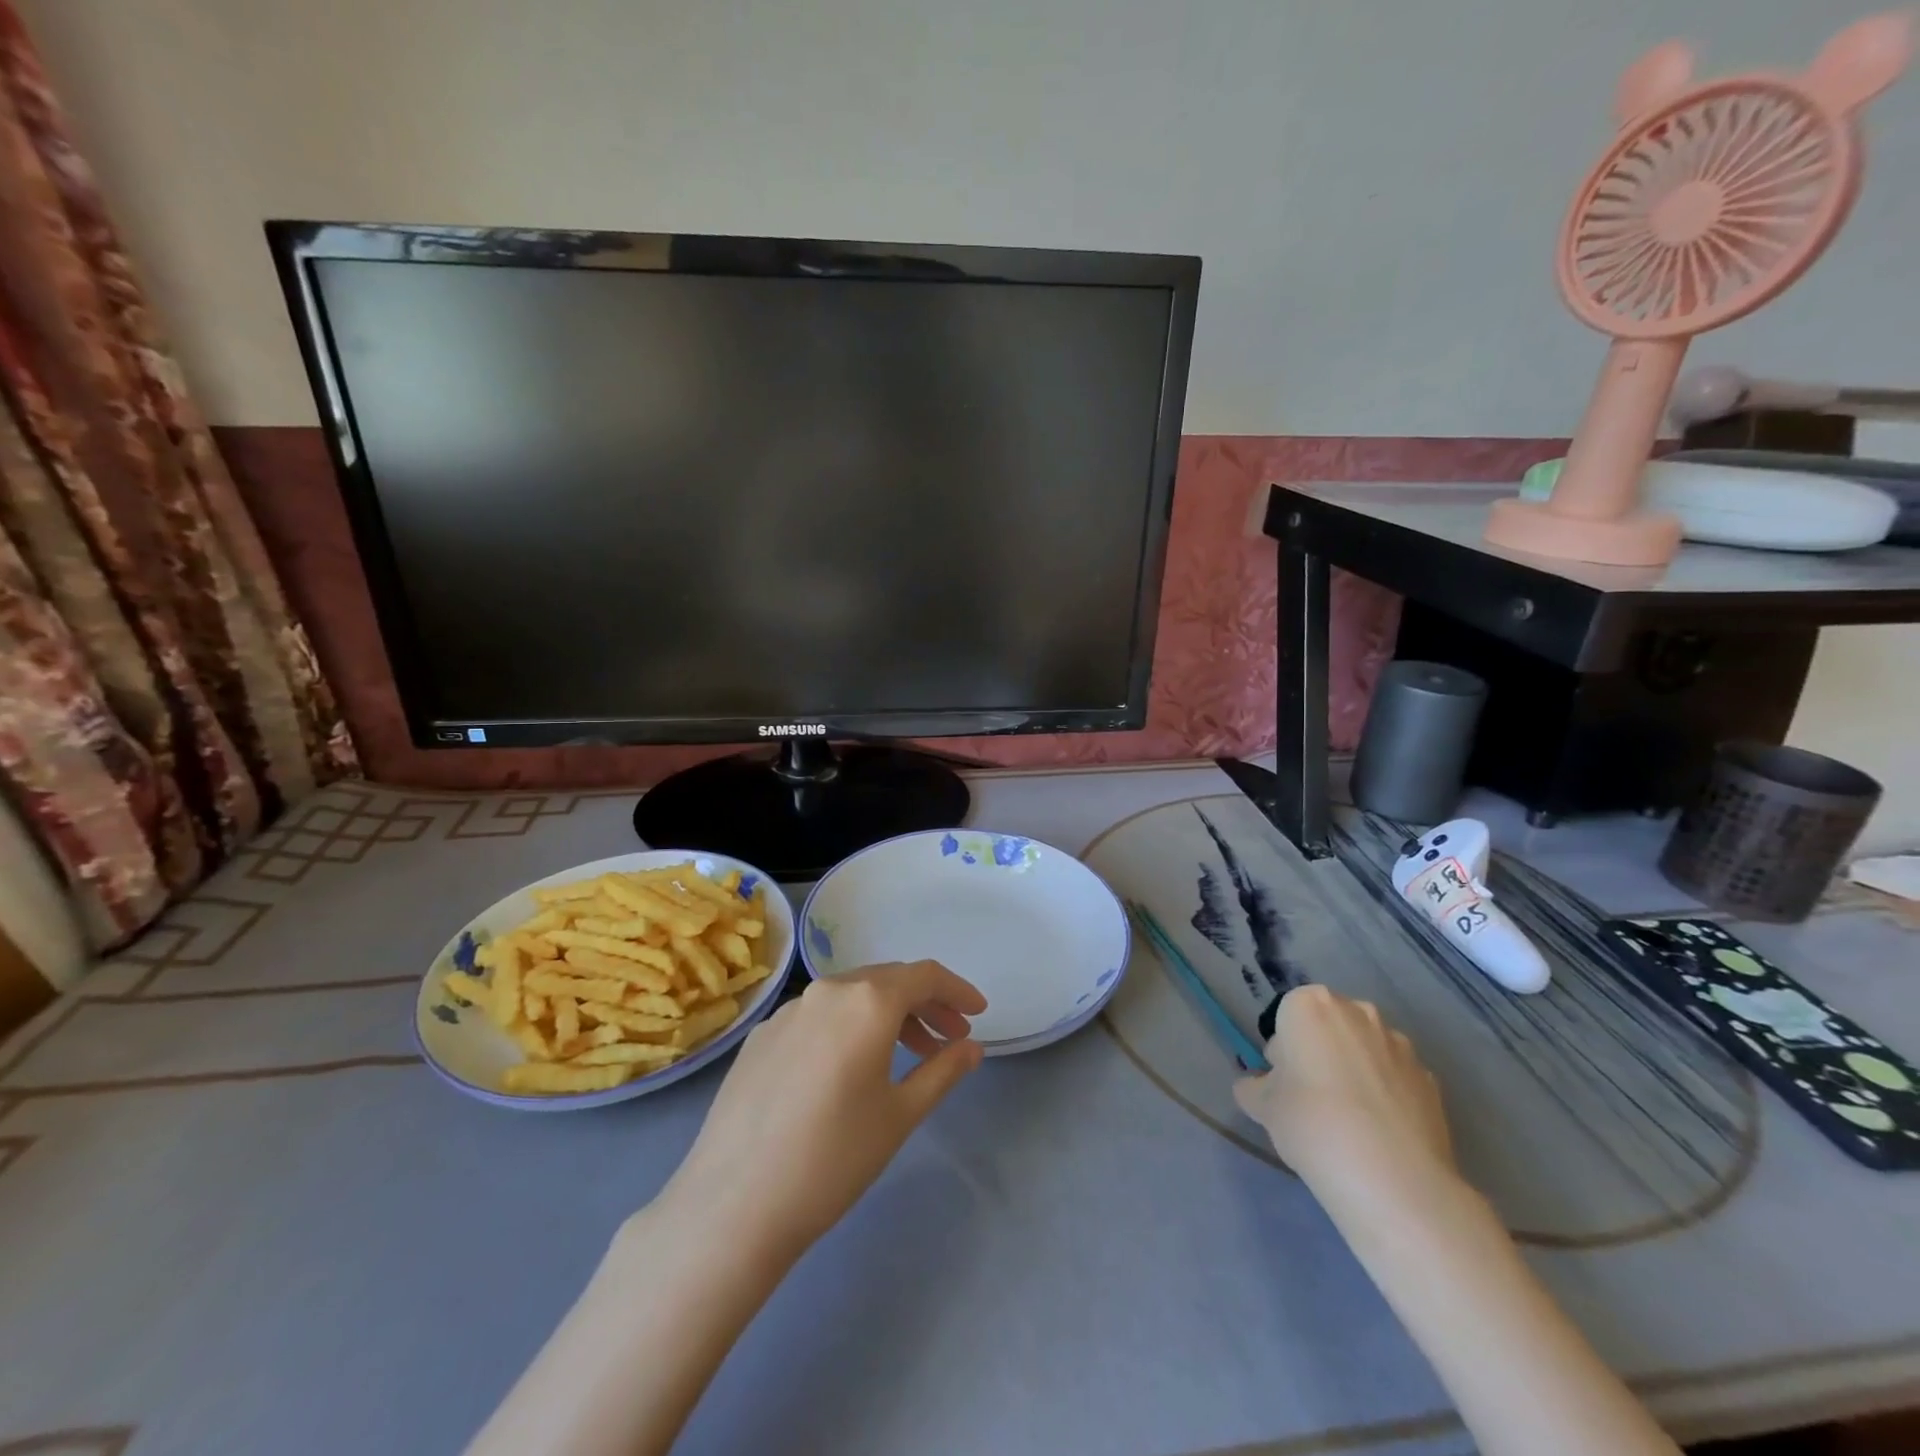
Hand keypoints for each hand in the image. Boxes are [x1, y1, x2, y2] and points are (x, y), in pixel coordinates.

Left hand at [658, 960, 986, 1258]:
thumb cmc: (833, 1158)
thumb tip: (972, 1046)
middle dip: (924, 1004)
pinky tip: (848, 1069)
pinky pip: (817, 1016)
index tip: (978, 1013)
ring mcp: (788, 1010)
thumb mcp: (901, 1115)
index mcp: (867, 1001)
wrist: (734, 1203)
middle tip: (949, 1038)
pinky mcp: (761, 1036)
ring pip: (850, 997)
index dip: (957, 990)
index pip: (925, 976)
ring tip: (907, 1054)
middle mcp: (827, 990)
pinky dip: (847, 1028)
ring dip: (886, 1016)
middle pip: (887, 981)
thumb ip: (943, 1070)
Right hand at [1233, 984, 1457, 1214]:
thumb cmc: (1311, 1122)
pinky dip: (1386, 1095)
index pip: (1286, 1017)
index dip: (1282, 1050)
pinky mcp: (1430, 1080)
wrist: (1392, 1178)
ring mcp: (1400, 1045)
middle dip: (1320, 1053)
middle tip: (1312, 1100)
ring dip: (1355, 1071)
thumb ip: (1254, 1087)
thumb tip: (1257, 1086)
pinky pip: (1396, 1078)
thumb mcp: (1263, 1106)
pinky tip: (1380, 1133)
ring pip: (1365, 1050)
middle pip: (1329, 1027)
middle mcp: (1357, 1012)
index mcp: (1311, 1005)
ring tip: (1352, 1122)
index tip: (1284, 1084)